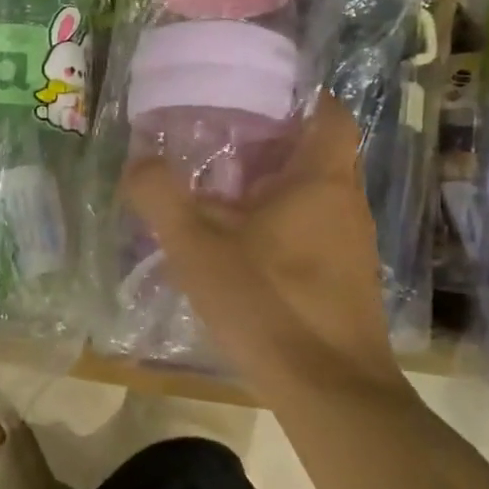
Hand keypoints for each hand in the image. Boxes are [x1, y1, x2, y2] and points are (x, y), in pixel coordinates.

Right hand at [123, 94, 401, 396]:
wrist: (330, 391)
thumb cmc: (267, 305)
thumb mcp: (197, 248)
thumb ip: (161, 198)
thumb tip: (138, 161)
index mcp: (320, 179)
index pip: (327, 111)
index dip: (293, 97)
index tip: (248, 99)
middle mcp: (345, 203)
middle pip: (312, 152)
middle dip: (265, 145)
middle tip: (212, 145)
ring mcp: (350, 244)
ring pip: (310, 195)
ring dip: (268, 189)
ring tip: (215, 195)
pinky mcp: (344, 278)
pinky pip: (311, 230)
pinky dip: (278, 225)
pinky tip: (238, 249)